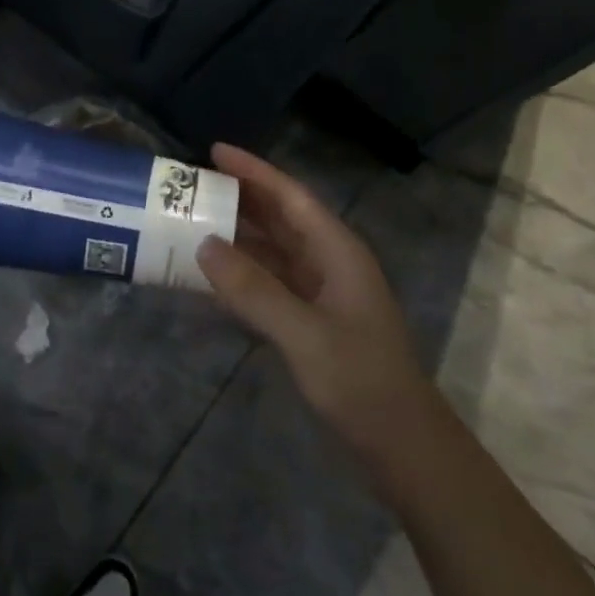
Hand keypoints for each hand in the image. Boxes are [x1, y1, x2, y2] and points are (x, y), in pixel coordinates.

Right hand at [196, 143, 433, 464]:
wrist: (402, 445)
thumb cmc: (361, 381)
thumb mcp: (304, 335)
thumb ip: (254, 290)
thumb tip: (203, 245)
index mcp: (337, 252)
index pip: (291, 197)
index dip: (254, 171)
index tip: (215, 150)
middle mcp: (329, 263)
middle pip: (281, 217)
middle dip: (240, 197)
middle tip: (193, 183)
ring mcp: (321, 292)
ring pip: (273, 249)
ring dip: (237, 234)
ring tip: (192, 220)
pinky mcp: (311, 320)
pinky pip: (269, 281)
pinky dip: (241, 271)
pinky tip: (211, 274)